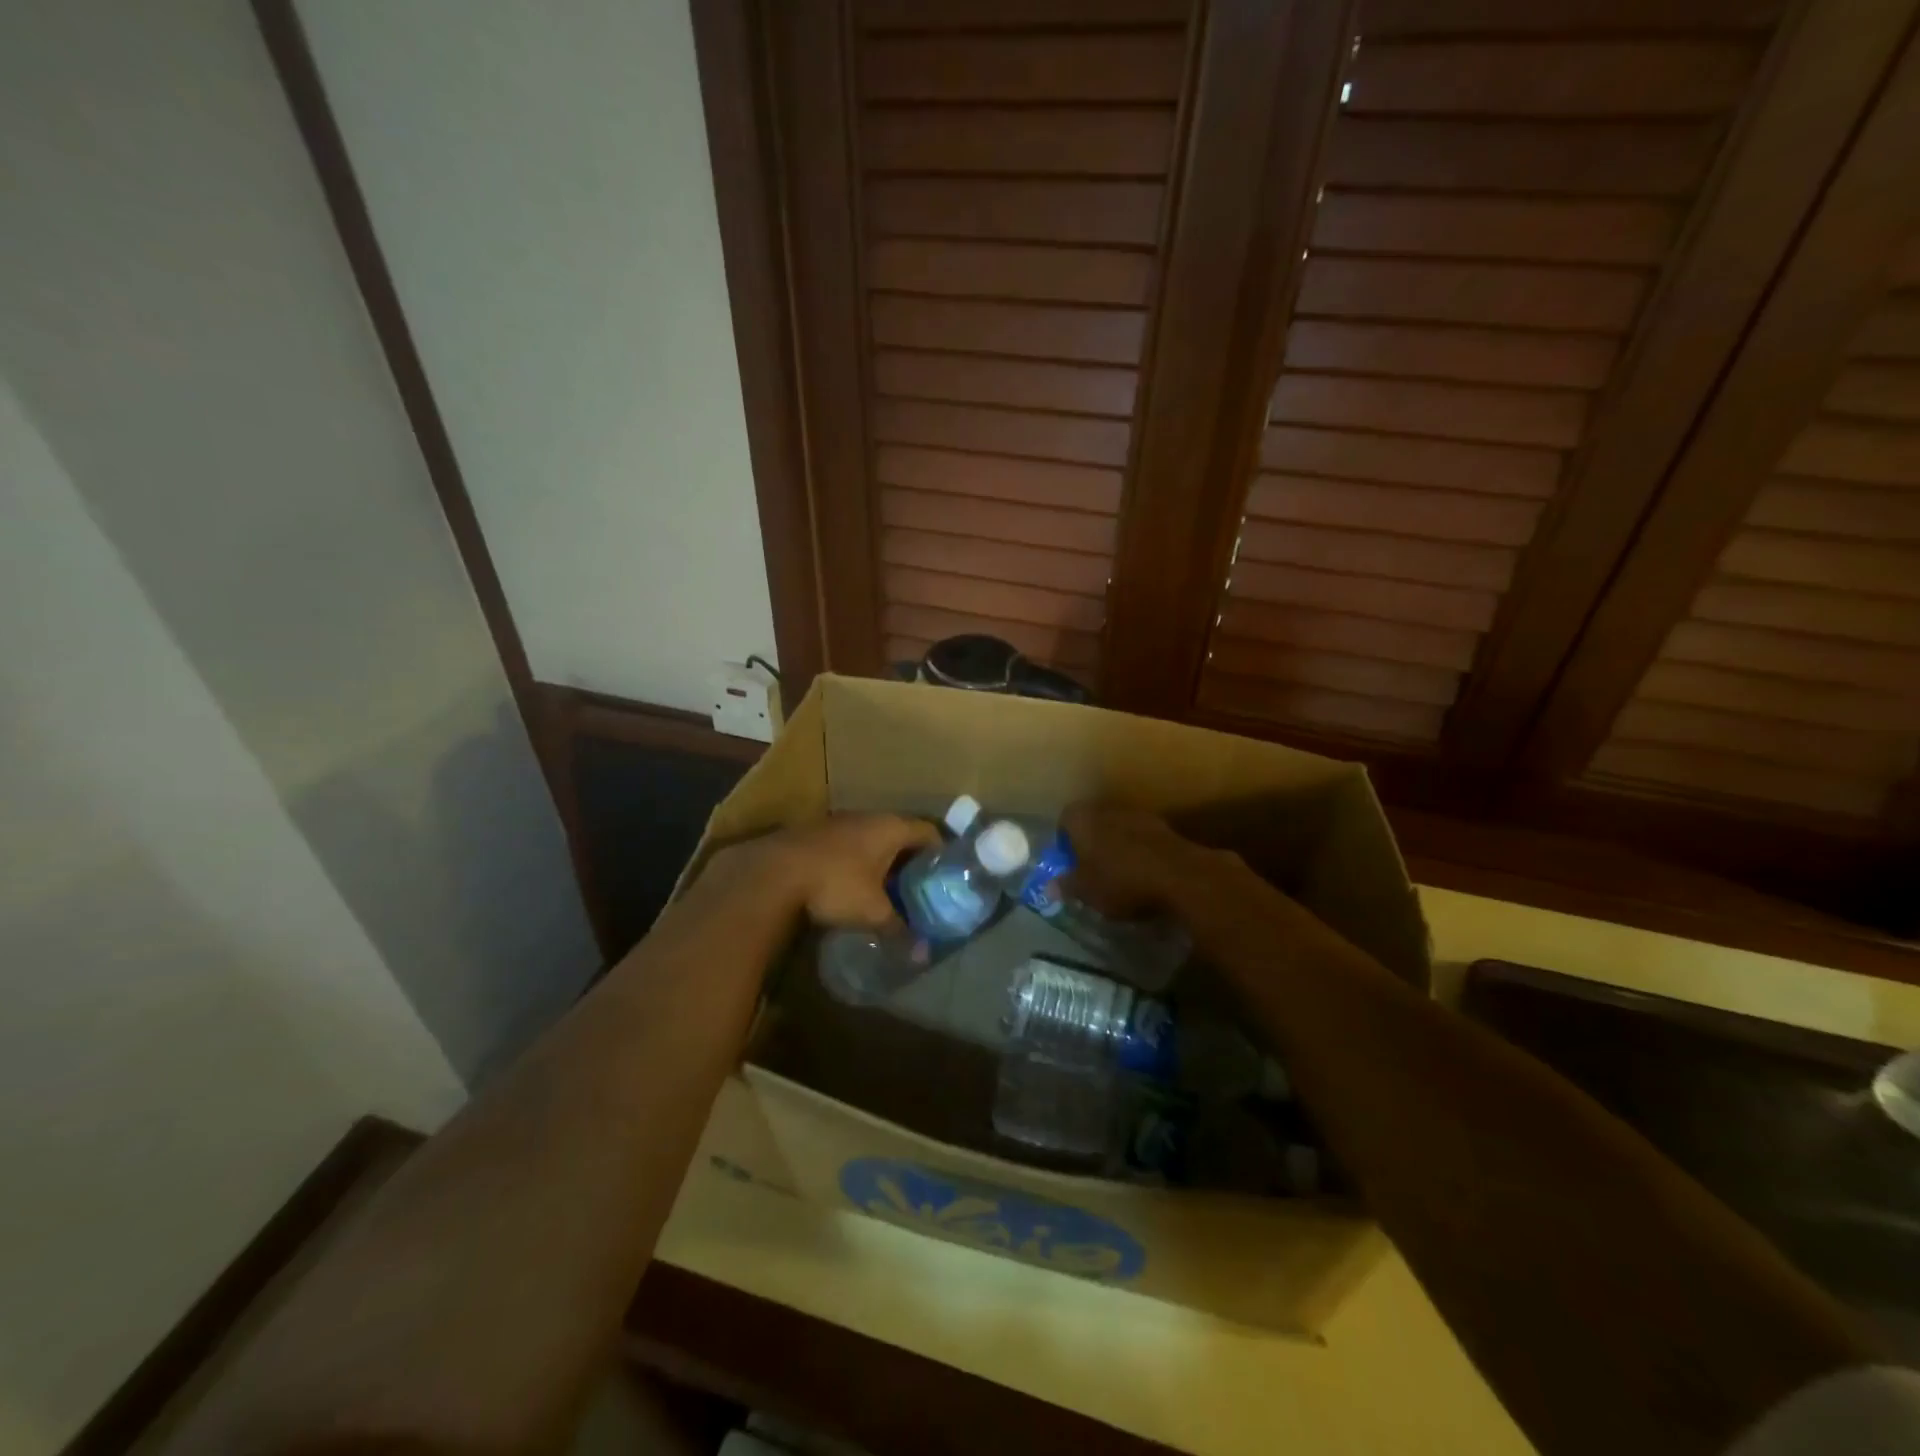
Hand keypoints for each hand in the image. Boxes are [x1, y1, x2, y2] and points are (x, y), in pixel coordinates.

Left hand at [717, 814, 940, 927]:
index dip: (941, 851)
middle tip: (920, 885)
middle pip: (900, 833)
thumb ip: (899, 930)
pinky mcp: (815, 833)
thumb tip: (922, 955)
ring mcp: (839, 822)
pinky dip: (856, 861)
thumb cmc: (836, 884)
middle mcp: (868, 817)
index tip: (947, 874)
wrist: (772, 872)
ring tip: (888, 888)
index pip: (929, 831)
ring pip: (871, 838)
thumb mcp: (873, 912)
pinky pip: (848, 844)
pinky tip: (853, 884)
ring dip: (881, 859)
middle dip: (911, 858)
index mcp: (890, 827)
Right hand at [1060, 802, 1211, 917]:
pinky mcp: (1166, 828)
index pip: (1065, 818)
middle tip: (1092, 869)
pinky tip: (1144, 875)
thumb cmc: (1121, 882)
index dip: (1064, 839)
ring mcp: (1140, 815)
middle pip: (1094, 821)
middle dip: (1091, 842)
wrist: (1180, 876)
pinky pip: (1143, 838)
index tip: (1069, 861)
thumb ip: (1067, 886)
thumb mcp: (1086, 892)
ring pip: (1119, 828)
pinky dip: (1140, 852)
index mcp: (1084, 819)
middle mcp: (1109, 809)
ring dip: (1117, 846)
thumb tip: (1050, 886)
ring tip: (1119, 874)